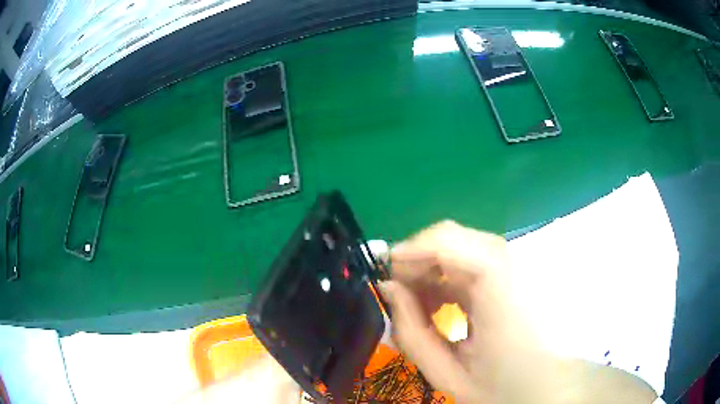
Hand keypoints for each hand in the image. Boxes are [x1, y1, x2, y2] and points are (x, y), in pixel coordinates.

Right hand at [380, 221, 656, 403]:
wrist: (550, 387)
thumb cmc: (504, 387)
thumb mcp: (449, 373)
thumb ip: (412, 331)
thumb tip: (388, 289)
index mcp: (499, 291)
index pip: (449, 241)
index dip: (411, 250)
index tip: (384, 275)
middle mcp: (511, 267)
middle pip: (453, 239)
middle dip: (417, 262)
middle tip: (396, 295)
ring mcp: (515, 268)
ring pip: (460, 249)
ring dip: (431, 272)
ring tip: (418, 307)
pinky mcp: (514, 275)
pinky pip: (472, 263)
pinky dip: (449, 279)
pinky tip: (443, 307)